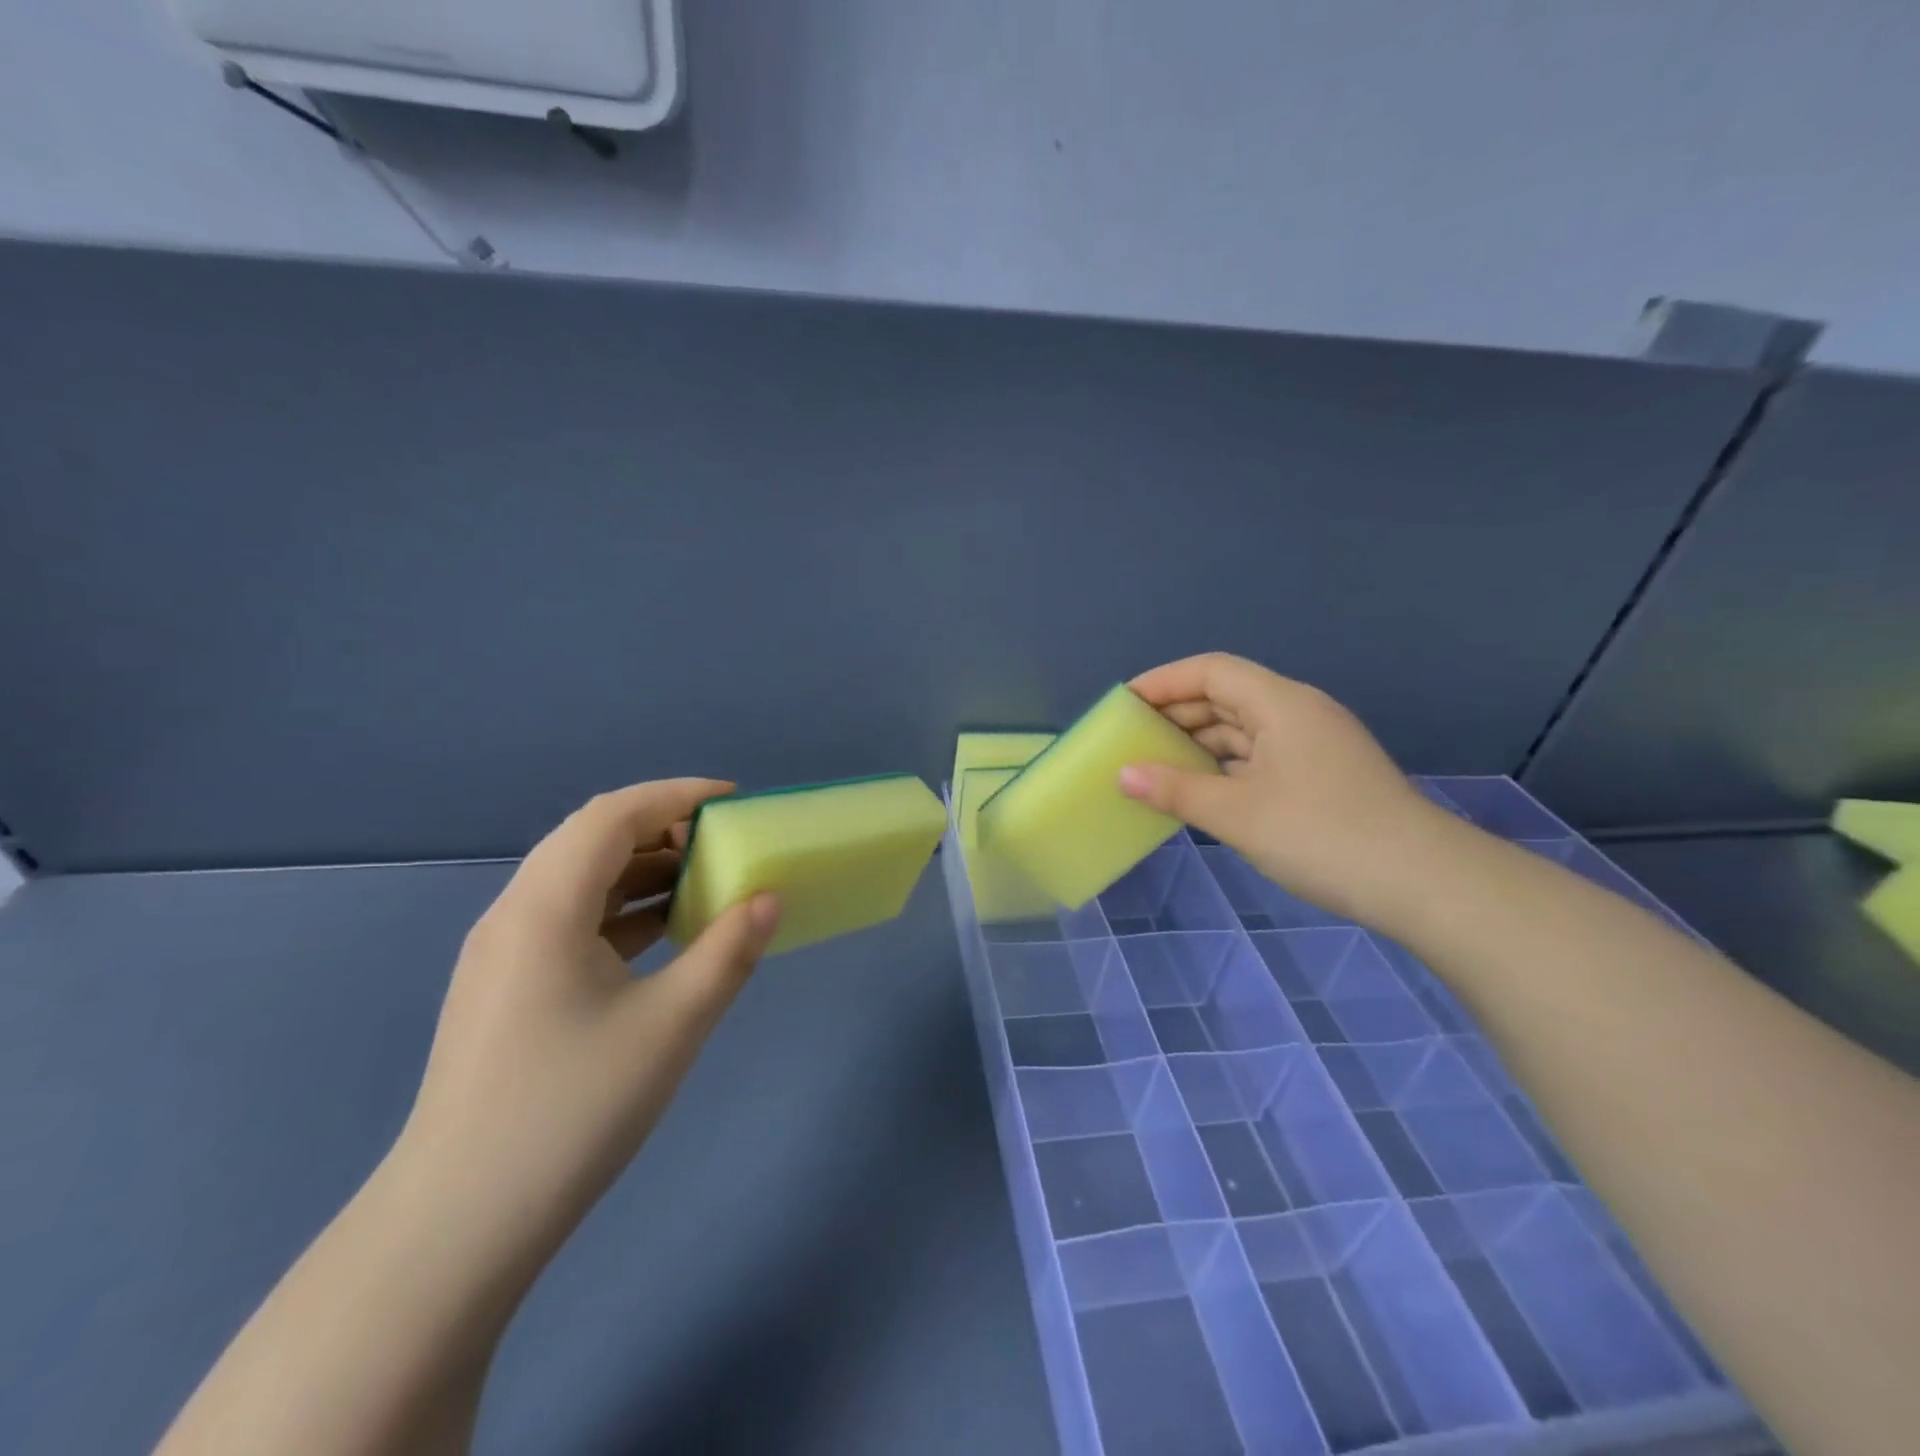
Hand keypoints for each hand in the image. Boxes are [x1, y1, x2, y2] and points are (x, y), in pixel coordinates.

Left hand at [396, 779, 780, 1260]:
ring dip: (642, 870)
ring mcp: (502, 954)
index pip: (613, 815)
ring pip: (579, 881)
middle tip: (723, 843)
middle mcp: (514, 915)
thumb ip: (728, 952)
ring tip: (703, 884)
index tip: (734, 801)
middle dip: (662, 828)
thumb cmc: (571, 1111)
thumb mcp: (671, 1025)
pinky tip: (661, 936)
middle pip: (591, 839)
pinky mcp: (505, 989)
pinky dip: (621, 910)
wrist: (457, 1227)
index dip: (676, 795)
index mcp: (544, 908)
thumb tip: (769, 898)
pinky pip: (570, 920)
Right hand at [1119, 653, 1459, 927]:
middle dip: (1176, 712)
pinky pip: (1259, 756)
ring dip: (1199, 742)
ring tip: (1155, 764)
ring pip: (1243, 728)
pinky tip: (1200, 789)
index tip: (1124, 705)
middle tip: (1131, 738)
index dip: (1163, 681)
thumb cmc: (1321, 835)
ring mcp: (1313, 745)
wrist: (1422, 883)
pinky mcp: (1321, 775)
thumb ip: (1175, 790)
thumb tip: (1123, 775)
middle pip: (1226, 695)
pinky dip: (1224, 765)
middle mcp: (1298, 713)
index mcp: (1280, 703)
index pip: (1211, 670)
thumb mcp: (1237, 813)